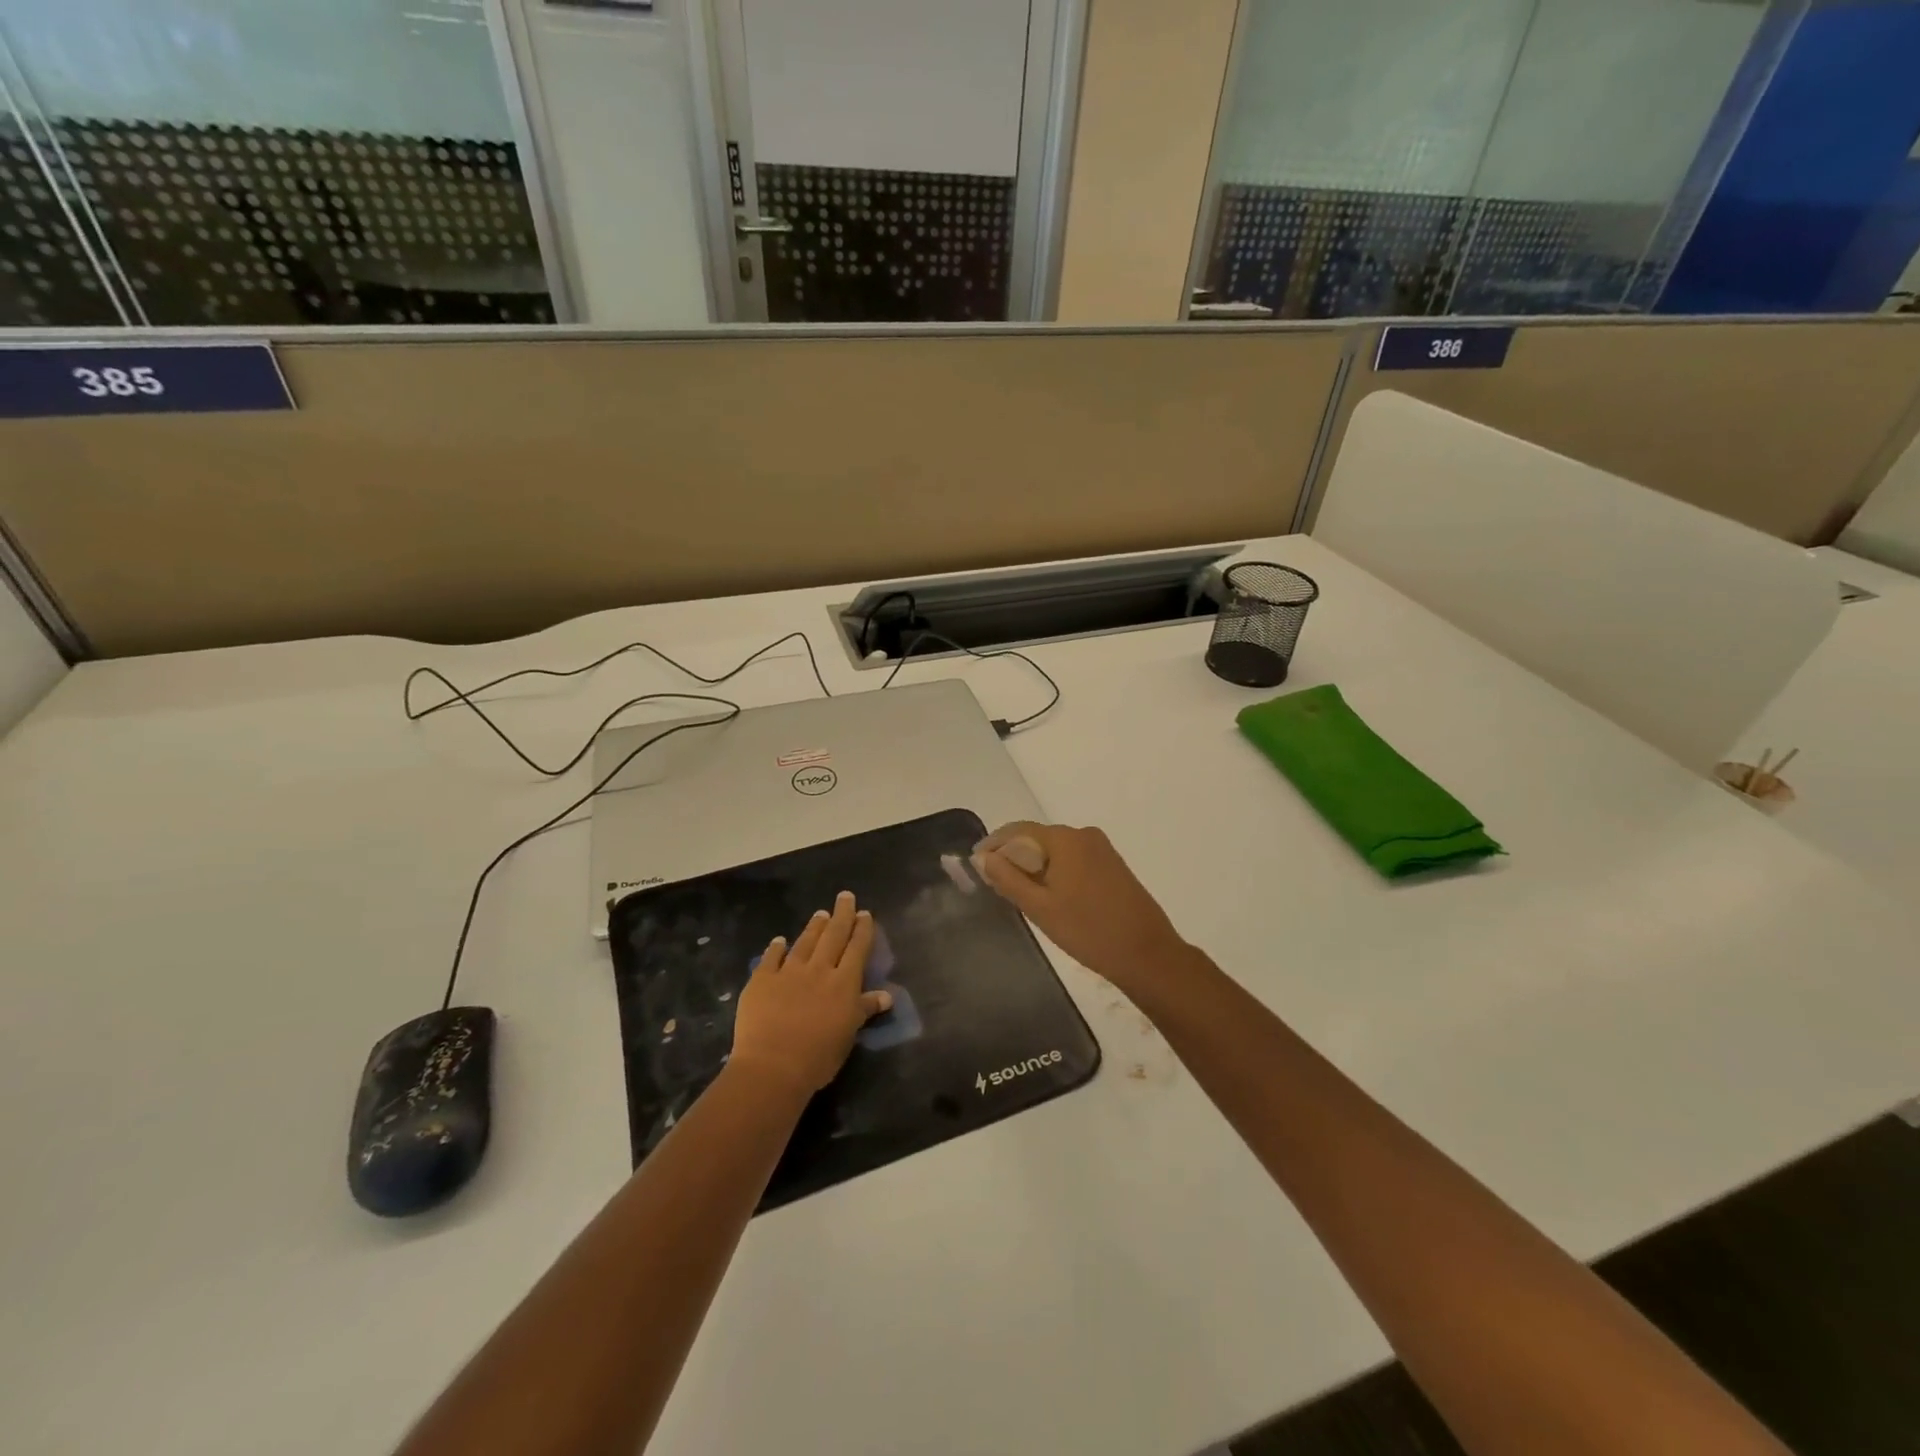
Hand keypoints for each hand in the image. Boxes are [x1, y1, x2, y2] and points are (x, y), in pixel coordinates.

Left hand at [731, 891, 892, 1095]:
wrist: (773, 1066)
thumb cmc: (818, 1056)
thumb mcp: (849, 1035)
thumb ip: (865, 1009)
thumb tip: (887, 995)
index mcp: (844, 982)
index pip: (857, 948)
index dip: (862, 929)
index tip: (865, 913)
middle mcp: (819, 969)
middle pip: (833, 936)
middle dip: (841, 915)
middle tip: (845, 896)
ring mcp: (788, 972)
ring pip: (805, 942)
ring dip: (814, 927)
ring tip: (820, 913)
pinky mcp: (762, 980)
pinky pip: (770, 958)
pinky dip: (776, 948)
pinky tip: (779, 940)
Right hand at [972, 822, 1194, 992]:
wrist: (1147, 954)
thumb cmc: (1088, 931)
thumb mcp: (1039, 907)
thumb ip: (1007, 879)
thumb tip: (983, 857)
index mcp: (1065, 839)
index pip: (1018, 831)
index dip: (994, 844)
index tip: (976, 864)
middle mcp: (1084, 835)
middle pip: (1037, 839)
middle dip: (1014, 857)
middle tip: (996, 884)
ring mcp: (1102, 849)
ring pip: (1056, 851)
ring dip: (1036, 867)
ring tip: (1020, 895)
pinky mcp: (1113, 865)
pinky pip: (1074, 860)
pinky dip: (1056, 872)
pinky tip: (1051, 897)